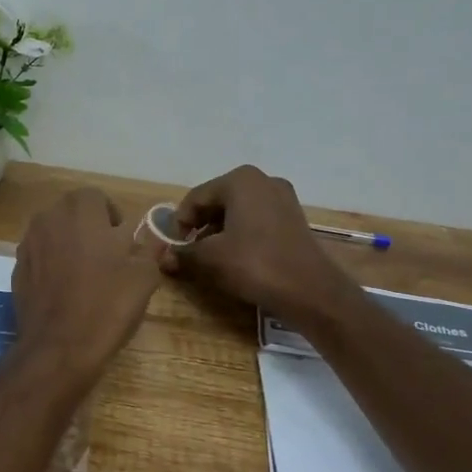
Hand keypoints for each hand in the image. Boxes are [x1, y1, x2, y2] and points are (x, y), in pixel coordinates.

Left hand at [13, 188, 162, 387]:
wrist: (59, 347)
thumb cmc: (107, 305)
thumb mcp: (144, 276)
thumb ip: (148, 249)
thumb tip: (150, 240)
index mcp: (81, 211)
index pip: (96, 197)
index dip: (112, 217)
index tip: (123, 242)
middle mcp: (48, 219)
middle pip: (71, 212)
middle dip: (88, 227)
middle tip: (106, 257)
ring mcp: (27, 244)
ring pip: (52, 233)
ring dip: (68, 245)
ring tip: (85, 275)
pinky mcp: (16, 270)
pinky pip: (39, 257)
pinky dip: (51, 266)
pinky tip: (64, 292)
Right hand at [163, 166, 357, 326]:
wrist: (310, 290)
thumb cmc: (254, 264)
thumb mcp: (210, 259)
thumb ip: (183, 254)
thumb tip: (162, 258)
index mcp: (240, 180)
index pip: (196, 198)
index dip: (179, 223)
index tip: (173, 247)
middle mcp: (263, 181)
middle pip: (217, 202)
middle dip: (199, 227)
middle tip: (189, 252)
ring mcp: (283, 199)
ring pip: (237, 212)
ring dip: (219, 233)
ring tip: (210, 259)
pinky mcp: (294, 219)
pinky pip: (257, 221)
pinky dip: (241, 236)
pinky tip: (236, 259)